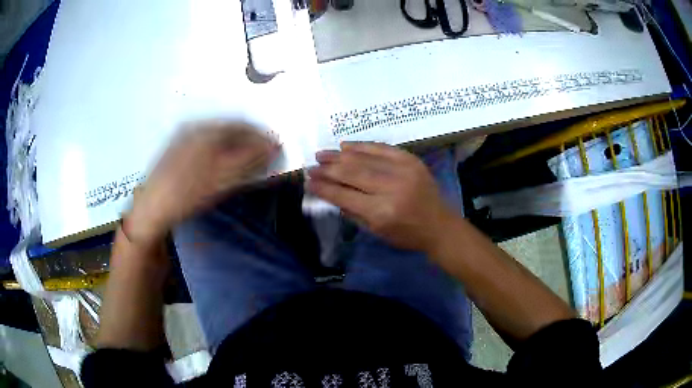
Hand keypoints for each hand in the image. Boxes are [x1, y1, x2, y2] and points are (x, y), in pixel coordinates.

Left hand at [128, 121, 277, 244]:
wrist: (152, 208)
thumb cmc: (186, 193)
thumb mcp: (221, 177)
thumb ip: (249, 160)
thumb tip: (274, 146)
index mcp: (204, 128)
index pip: (242, 125)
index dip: (262, 137)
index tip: (276, 149)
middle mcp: (194, 126)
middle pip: (230, 128)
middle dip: (250, 141)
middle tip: (264, 157)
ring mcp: (184, 136)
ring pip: (218, 136)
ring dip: (236, 146)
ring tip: (247, 162)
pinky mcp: (178, 148)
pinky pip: (207, 143)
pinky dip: (221, 151)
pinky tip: (224, 164)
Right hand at [307, 142, 453, 251]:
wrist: (439, 225)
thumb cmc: (406, 234)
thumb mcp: (376, 231)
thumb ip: (351, 211)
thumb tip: (329, 193)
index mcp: (381, 211)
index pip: (344, 195)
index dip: (323, 188)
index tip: (308, 182)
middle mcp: (391, 188)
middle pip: (351, 173)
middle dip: (327, 169)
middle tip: (311, 166)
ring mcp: (403, 170)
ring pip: (363, 158)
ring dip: (339, 155)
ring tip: (321, 154)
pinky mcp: (411, 160)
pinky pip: (381, 148)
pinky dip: (362, 146)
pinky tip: (345, 145)